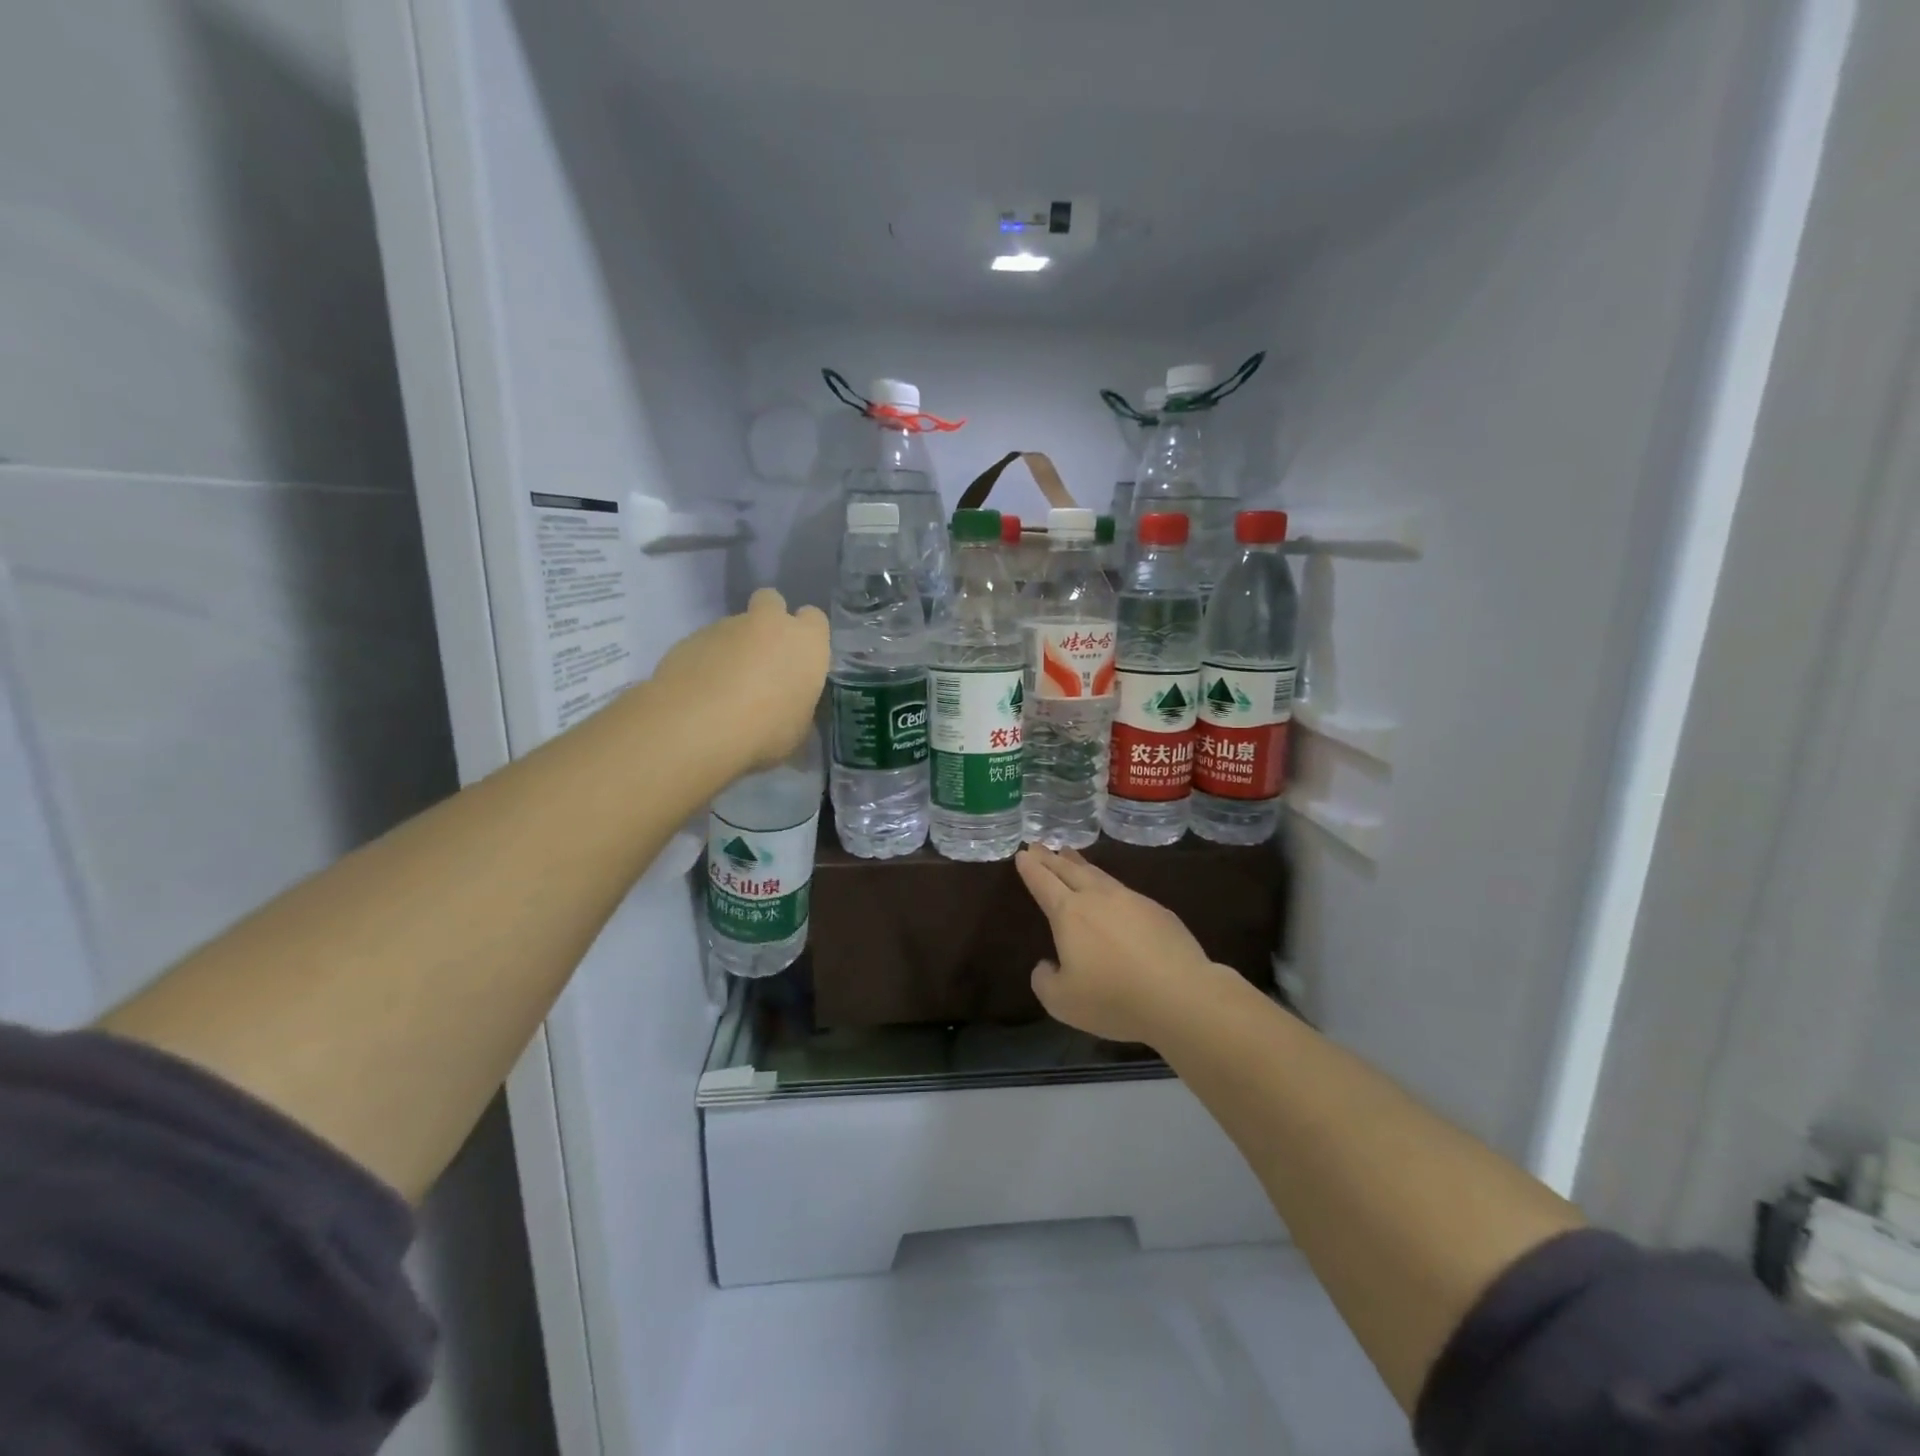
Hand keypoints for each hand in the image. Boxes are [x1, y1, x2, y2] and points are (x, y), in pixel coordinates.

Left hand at [649, 588, 827, 770]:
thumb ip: (798, 705)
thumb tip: (790, 705)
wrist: (697, 727)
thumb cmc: (765, 731)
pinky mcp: (689, 638)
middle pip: (771, 601)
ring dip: (733, 648)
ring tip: (723, 689)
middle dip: (768, 620)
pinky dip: (705, 662)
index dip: (806, 636)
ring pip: (734, 626)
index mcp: (806, 643)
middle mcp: (769, 624)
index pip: (815, 619)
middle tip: (763, 658)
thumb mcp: (798, 729)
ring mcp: (725, 626)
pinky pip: (704, 645)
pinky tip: (699, 694)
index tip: (799, 659)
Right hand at [1014, 846, 1228, 1045]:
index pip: (1043, 883)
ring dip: (1079, 863)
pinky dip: (1107, 882)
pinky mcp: (1158, 911)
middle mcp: (1098, 898)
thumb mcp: (1062, 1001)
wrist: (1181, 995)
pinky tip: (1110, 890)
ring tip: (1069, 854)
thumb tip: (1048, 964)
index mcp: (1069, 914)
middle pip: (1069, 870)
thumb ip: (1045, 980)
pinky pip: (1123, 889)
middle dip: (1050, 858)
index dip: (1031, 869)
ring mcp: (1131, 900)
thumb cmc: (1114, 998)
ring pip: (1098, 874)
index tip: (1022, 854)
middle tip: (1038, 846)